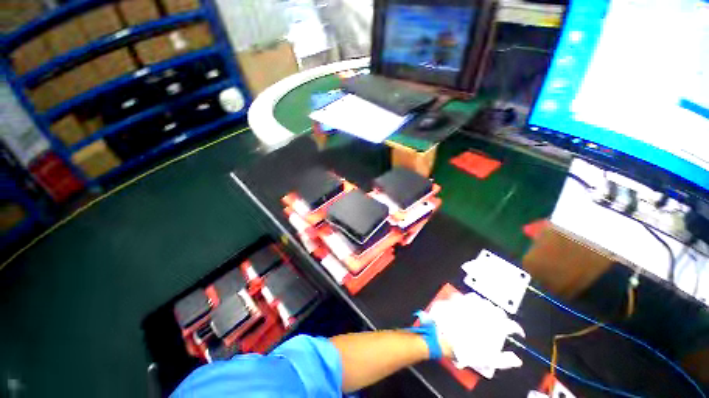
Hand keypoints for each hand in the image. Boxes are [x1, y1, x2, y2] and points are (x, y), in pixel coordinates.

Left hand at [421, 292, 524, 378]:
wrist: (441, 336)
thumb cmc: (465, 349)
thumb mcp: (486, 359)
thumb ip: (504, 360)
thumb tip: (516, 359)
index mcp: (493, 325)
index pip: (511, 325)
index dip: (516, 329)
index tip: (517, 333)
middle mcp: (483, 311)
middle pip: (497, 310)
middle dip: (500, 316)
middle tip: (499, 322)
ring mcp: (469, 303)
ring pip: (482, 301)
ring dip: (485, 306)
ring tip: (484, 312)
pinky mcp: (457, 299)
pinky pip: (466, 297)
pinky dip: (469, 300)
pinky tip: (468, 304)